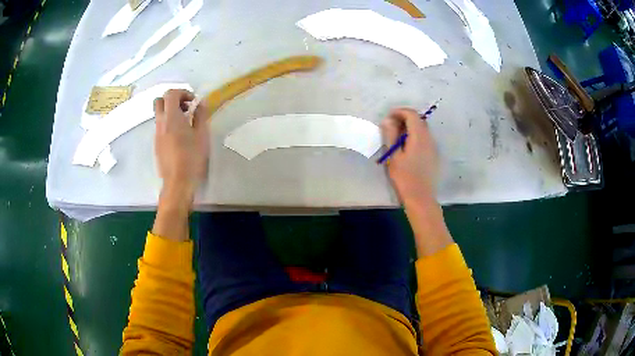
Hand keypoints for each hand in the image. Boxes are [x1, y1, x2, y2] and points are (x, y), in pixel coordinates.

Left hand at [154, 89, 209, 210]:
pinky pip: (160, 127)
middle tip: (185, 108)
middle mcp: (161, 123)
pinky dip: (169, 124)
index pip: (170, 94)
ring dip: (171, 113)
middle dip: (172, 100)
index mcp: (171, 118)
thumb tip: (201, 103)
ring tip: (186, 124)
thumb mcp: (202, 135)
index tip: (193, 101)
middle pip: (159, 101)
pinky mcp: (156, 145)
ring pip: (159, 115)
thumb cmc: (192, 158)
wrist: (177, 182)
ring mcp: (157, 135)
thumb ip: (201, 116)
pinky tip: (180, 137)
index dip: (182, 92)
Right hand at [382, 108, 450, 256]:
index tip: (388, 117)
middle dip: (405, 118)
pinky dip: (416, 136)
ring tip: (397, 137)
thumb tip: (388, 120)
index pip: (411, 115)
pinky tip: (407, 147)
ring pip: (423, 129)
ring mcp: (434, 146)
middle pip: (419, 120)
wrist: (421, 197)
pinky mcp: (434, 154)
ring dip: (410, 127)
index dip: (399, 112)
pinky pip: (425, 138)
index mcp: (419, 136)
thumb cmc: (405, 177)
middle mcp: (429, 138)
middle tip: (391, 126)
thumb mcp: (394, 156)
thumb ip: (391, 135)